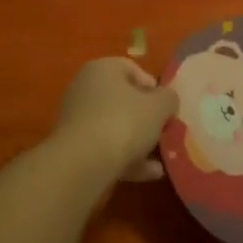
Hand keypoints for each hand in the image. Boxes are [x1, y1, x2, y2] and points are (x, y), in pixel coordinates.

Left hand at [51, 58, 177, 182]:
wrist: (83, 163)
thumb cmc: (124, 122)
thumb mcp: (159, 106)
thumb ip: (168, 99)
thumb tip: (166, 101)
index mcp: (102, 69)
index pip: (132, 69)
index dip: (154, 88)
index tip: (166, 107)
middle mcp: (85, 88)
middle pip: (123, 100)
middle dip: (146, 118)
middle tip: (163, 132)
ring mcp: (76, 119)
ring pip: (115, 127)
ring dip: (138, 142)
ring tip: (160, 160)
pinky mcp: (74, 147)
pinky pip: (105, 148)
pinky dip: (126, 159)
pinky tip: (148, 174)